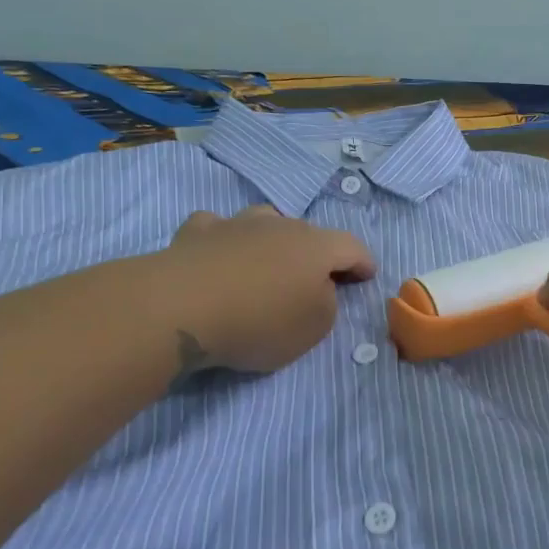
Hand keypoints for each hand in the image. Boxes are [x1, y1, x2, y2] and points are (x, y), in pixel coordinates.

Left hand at [155, 206, 374, 375]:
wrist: (181, 307)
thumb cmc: (259, 321)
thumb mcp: (313, 328)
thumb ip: (326, 305)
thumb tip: (317, 290)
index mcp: (316, 247)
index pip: (352, 247)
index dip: (363, 262)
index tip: (367, 276)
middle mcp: (280, 226)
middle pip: (309, 234)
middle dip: (318, 254)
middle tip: (315, 279)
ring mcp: (236, 224)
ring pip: (265, 221)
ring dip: (273, 240)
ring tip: (268, 262)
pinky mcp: (196, 233)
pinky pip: (218, 228)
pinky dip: (224, 239)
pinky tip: (219, 254)